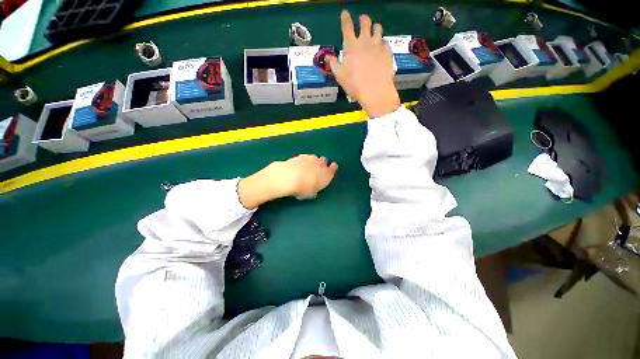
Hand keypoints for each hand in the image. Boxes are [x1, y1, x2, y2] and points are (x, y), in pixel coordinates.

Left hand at [238, 155, 337, 208]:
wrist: (288, 177)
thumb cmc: (302, 189)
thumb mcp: (310, 193)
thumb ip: (314, 189)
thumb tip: (313, 189)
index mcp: (326, 174)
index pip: (333, 168)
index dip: (332, 168)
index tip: (331, 168)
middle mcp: (320, 164)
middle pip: (324, 161)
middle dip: (321, 164)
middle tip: (316, 170)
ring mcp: (310, 158)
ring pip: (314, 158)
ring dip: (312, 161)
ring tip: (306, 168)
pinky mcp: (300, 155)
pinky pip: (304, 157)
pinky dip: (303, 161)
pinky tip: (297, 166)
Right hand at [328, 11, 400, 117]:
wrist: (375, 91)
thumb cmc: (354, 84)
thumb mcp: (340, 76)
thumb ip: (333, 64)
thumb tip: (328, 57)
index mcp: (351, 46)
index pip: (347, 26)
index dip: (345, 18)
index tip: (345, 13)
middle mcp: (365, 41)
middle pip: (365, 22)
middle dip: (363, 19)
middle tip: (362, 20)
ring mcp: (378, 45)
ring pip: (377, 28)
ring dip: (374, 27)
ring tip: (373, 31)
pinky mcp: (387, 51)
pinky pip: (385, 41)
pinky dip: (382, 42)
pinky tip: (381, 48)